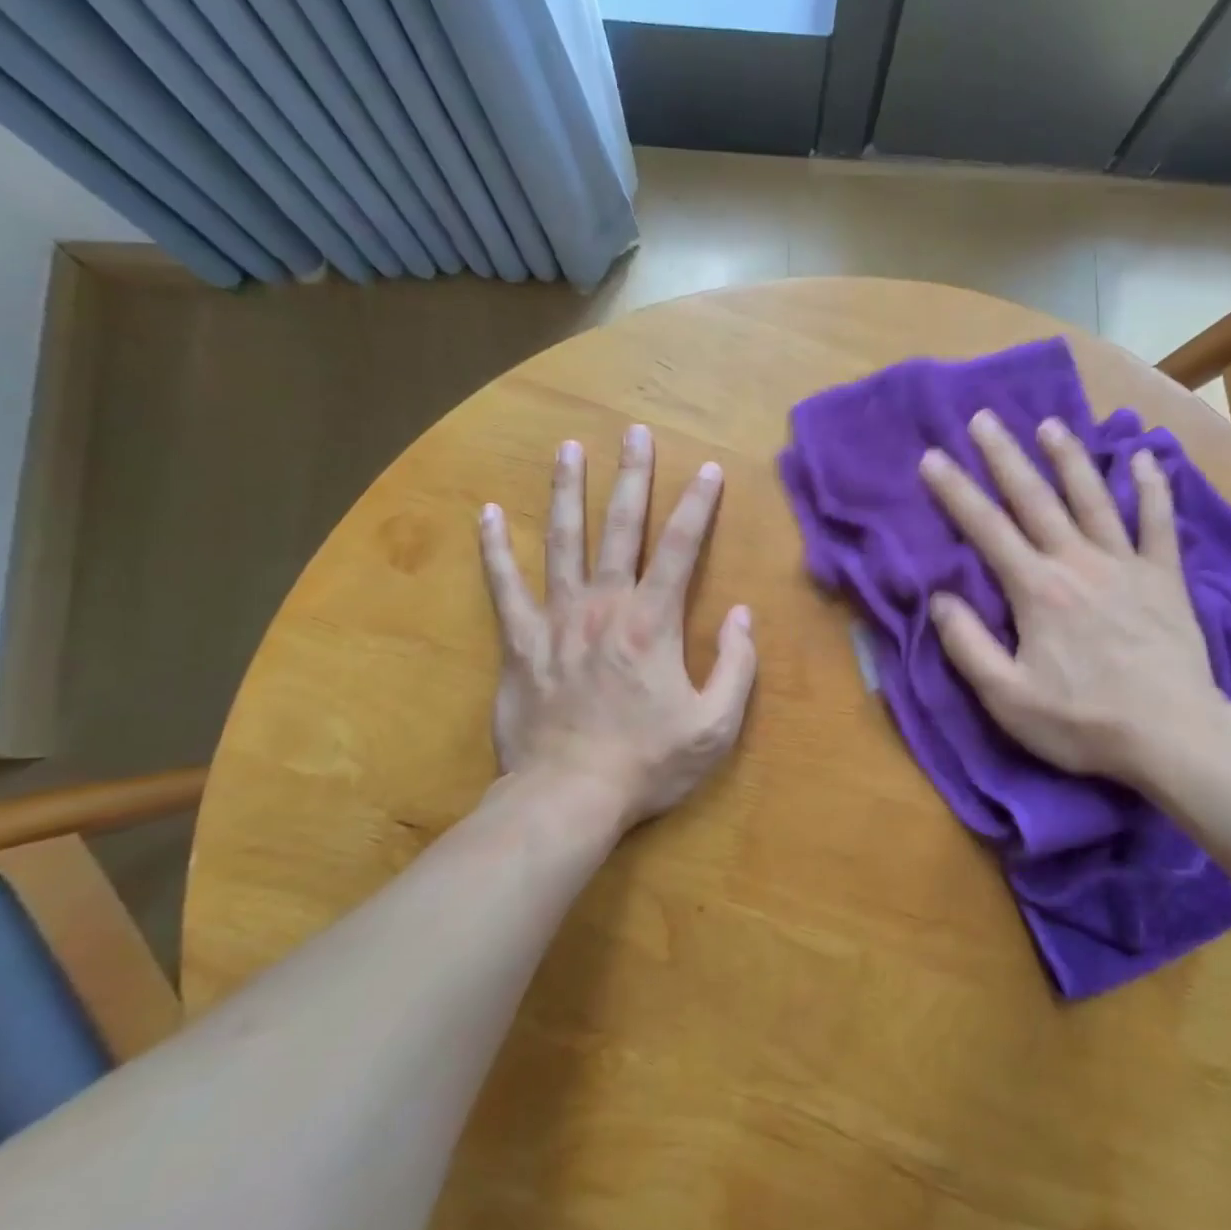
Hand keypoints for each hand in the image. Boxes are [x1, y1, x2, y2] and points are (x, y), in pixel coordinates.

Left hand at [478, 424, 756, 832]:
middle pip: (620, 528)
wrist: (568, 797)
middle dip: (631, 476)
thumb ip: (737, 666)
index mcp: (652, 622)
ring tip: (568, 449)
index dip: (697, 505)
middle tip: (633, 432)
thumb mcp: (716, 725)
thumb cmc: (648, 762)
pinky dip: (494, 548)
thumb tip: (742, 614)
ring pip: (562, 541)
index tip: (707, 469)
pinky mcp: (520, 642)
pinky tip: (488, 512)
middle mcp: (605, 606)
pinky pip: (504, 586)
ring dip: (567, 492)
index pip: (681, 547)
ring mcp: (557, 619)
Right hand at [919, 411, 1230, 799]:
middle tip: (985, 418)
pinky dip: (1154, 489)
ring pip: (1093, 498)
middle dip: (1006, 457)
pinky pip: (1159, 524)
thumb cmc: (1084, 721)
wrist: (1175, 737)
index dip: (955, 491)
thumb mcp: (1008, 698)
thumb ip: (968, 645)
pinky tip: (1147, 458)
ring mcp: (1126, 565)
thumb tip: (940, 598)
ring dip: (1070, 458)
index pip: (986, 529)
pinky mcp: (1164, 578)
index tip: (932, 457)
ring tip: (1050, 424)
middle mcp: (1077, 562)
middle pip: (1036, 499)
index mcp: (1037, 590)